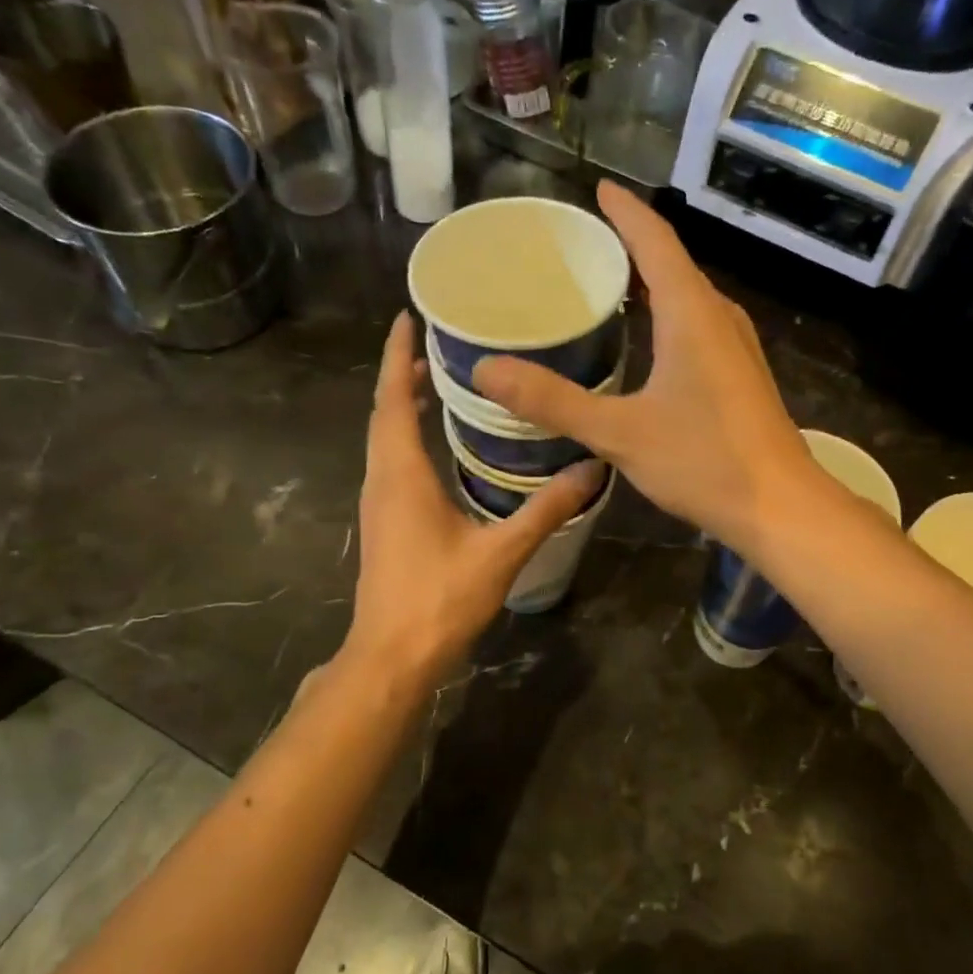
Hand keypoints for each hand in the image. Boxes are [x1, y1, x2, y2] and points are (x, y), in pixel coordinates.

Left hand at [343, 312, 603, 684]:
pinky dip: (408, 438)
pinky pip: (392, 463)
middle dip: (404, 374)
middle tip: (441, 345)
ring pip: (386, 439)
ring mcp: (379, 504)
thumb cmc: (439, 600)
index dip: (397, 355)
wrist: (392, 657)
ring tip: (440, 384)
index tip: (409, 317)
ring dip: (404, 406)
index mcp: (402, 474)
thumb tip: (592, 471)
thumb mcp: (501, 553)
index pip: (392, 399)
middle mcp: (382, 480)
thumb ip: (546, 510)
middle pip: (384, 413)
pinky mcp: (385, 524)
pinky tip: (439, 447)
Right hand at [474, 182, 816, 553]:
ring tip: (608, 289)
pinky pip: (698, 328)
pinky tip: (646, 346)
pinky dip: (667, 319)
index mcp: (691, 313)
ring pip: (688, 299)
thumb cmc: (703, 461)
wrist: (780, 507)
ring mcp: (737, 348)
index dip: (626, 212)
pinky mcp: (741, 377)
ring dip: (651, 286)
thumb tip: (486, 370)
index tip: (600, 189)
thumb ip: (553, 401)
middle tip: (584, 248)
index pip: (655, 241)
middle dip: (632, 247)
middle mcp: (719, 318)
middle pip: (672, 265)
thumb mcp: (619, 432)